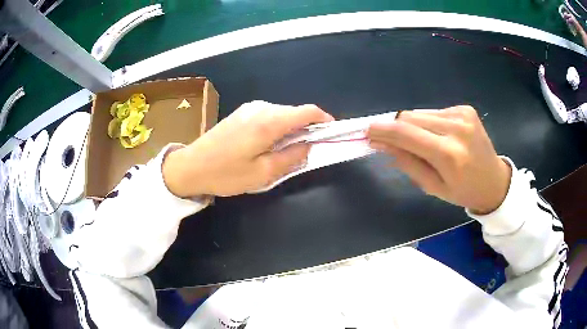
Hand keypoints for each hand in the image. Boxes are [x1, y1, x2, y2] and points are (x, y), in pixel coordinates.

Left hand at [163, 101, 333, 196]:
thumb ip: (291, 157)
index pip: (307, 111)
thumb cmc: (226, 173)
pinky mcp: (242, 113)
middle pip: (295, 112)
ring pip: (282, 114)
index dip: (324, 120)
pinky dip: (277, 127)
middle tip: (307, 151)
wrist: (191, 166)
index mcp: (270, 121)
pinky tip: (269, 145)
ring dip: (291, 129)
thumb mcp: (263, 173)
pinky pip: (269, 116)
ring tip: (286, 151)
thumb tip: (309, 146)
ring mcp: (250, 108)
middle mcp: (262, 108)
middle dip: (307, 128)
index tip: (331, 133)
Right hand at [367, 106, 510, 213]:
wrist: (494, 181)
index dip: (382, 130)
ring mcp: (462, 114)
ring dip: (411, 125)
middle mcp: (456, 128)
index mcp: (449, 154)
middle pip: (410, 117)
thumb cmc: (463, 192)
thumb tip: (381, 145)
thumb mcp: (433, 187)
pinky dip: (426, 122)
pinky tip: (436, 136)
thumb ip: (407, 163)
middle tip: (388, 141)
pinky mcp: (465, 108)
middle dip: (395, 128)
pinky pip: (433, 112)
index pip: (406, 134)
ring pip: (420, 112)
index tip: (367, 132)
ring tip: (418, 142)